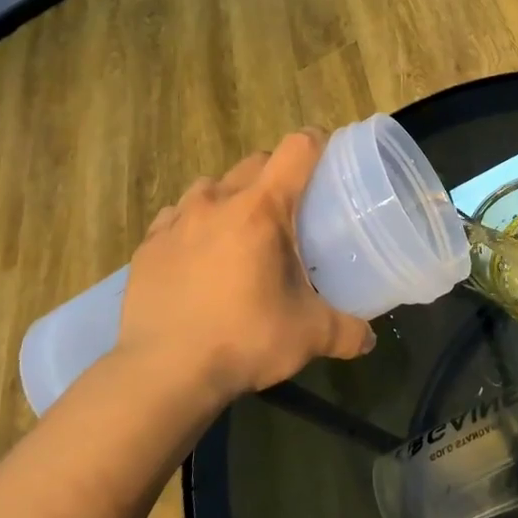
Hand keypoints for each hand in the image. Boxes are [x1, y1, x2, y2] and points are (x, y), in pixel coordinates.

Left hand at [116, 131, 374, 403]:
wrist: (163, 373)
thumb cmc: (244, 340)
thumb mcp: (309, 336)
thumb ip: (347, 331)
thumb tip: (370, 339)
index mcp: (261, 210)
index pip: (296, 150)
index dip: (317, 143)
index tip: (328, 155)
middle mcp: (217, 202)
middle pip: (254, 162)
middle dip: (276, 174)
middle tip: (290, 209)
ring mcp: (176, 221)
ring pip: (210, 186)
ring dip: (230, 197)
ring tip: (240, 232)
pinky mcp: (147, 246)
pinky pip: (176, 217)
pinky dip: (193, 225)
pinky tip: (198, 255)